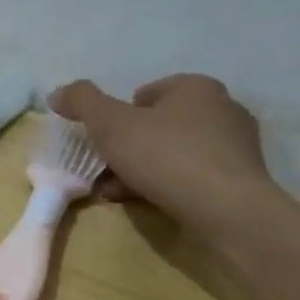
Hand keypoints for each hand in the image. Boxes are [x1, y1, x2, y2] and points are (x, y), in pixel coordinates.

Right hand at [48, 74, 282, 242]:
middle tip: (106, 171)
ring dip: (143, 170)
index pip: (145, 94)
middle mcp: (222, 109)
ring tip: (119, 193)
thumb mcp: (111, 124)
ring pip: (173, 154)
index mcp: (196, 87)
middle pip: (158, 126)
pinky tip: (148, 204)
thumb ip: (82, 102)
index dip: (118, 117)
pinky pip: (193, 177)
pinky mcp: (242, 180)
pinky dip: (168, 187)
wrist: (228, 212)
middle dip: (128, 148)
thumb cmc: (167, 157)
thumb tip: (58, 93)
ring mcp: (236, 146)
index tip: (104, 143)